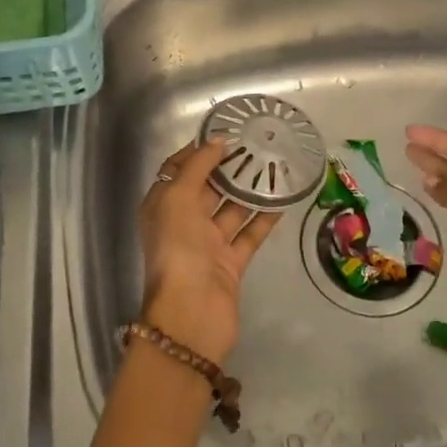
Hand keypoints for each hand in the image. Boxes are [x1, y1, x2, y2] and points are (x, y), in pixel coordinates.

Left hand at [136, 140, 281, 364]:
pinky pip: (250, 233)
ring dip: (250, 190)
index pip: (177, 169)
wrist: (192, 314)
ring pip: (231, 209)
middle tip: (258, 144)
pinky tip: (284, 199)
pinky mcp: (231, 262)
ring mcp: (208, 244)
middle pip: (206, 187)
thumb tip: (218, 140)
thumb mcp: (178, 198)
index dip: (197, 150)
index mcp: (162, 206)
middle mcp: (182, 222)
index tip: (225, 132)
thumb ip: (198, 167)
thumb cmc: (178, 249)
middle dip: (229, 167)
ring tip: (275, 165)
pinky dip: (264, 217)